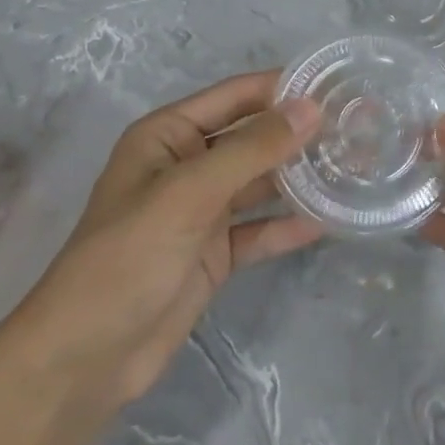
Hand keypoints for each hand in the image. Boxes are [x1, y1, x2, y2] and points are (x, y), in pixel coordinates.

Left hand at [12, 72, 322, 423]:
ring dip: (300, 177)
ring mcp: (201, 211)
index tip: (337, 85)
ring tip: (355, 167)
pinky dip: (287, 225)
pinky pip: (258, 229)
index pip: (236, 96)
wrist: (86, 359)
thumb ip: (252, 149)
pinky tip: (328, 221)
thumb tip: (310, 108)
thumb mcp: (190, 192)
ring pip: (260, 183)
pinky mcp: (214, 253)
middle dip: (299, 133)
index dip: (283, 88)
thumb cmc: (129, 255)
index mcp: (169, 135)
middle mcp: (187, 165)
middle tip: (358, 128)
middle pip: (253, 138)